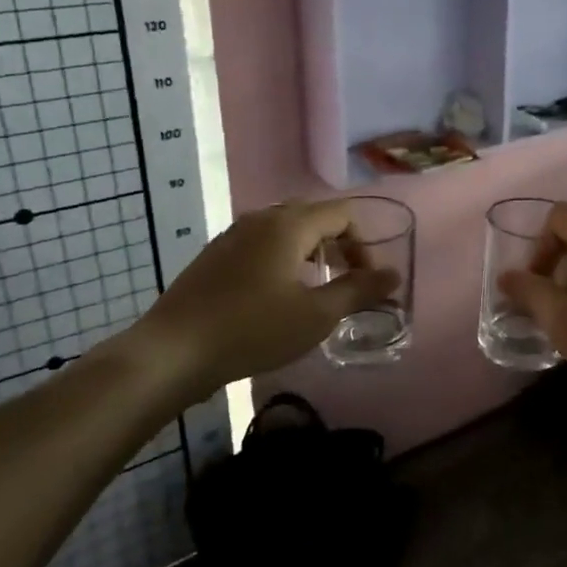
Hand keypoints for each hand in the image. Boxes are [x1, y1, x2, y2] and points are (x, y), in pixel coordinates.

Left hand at [132, 200, 399, 396]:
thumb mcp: (316, 315)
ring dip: (310, 252)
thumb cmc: (252, 330)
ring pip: (285, 230)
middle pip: (314, 216)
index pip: (342, 214)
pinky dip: (283, 259)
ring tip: (315, 289)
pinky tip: (276, 296)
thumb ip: (359, 291)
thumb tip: (394, 275)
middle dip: (338, 245)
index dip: (363, 244)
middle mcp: (261, 219)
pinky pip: (261, 244)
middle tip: (345, 281)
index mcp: (289, 224)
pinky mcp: (215, 256)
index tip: (366, 281)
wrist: (172, 352)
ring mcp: (233, 235)